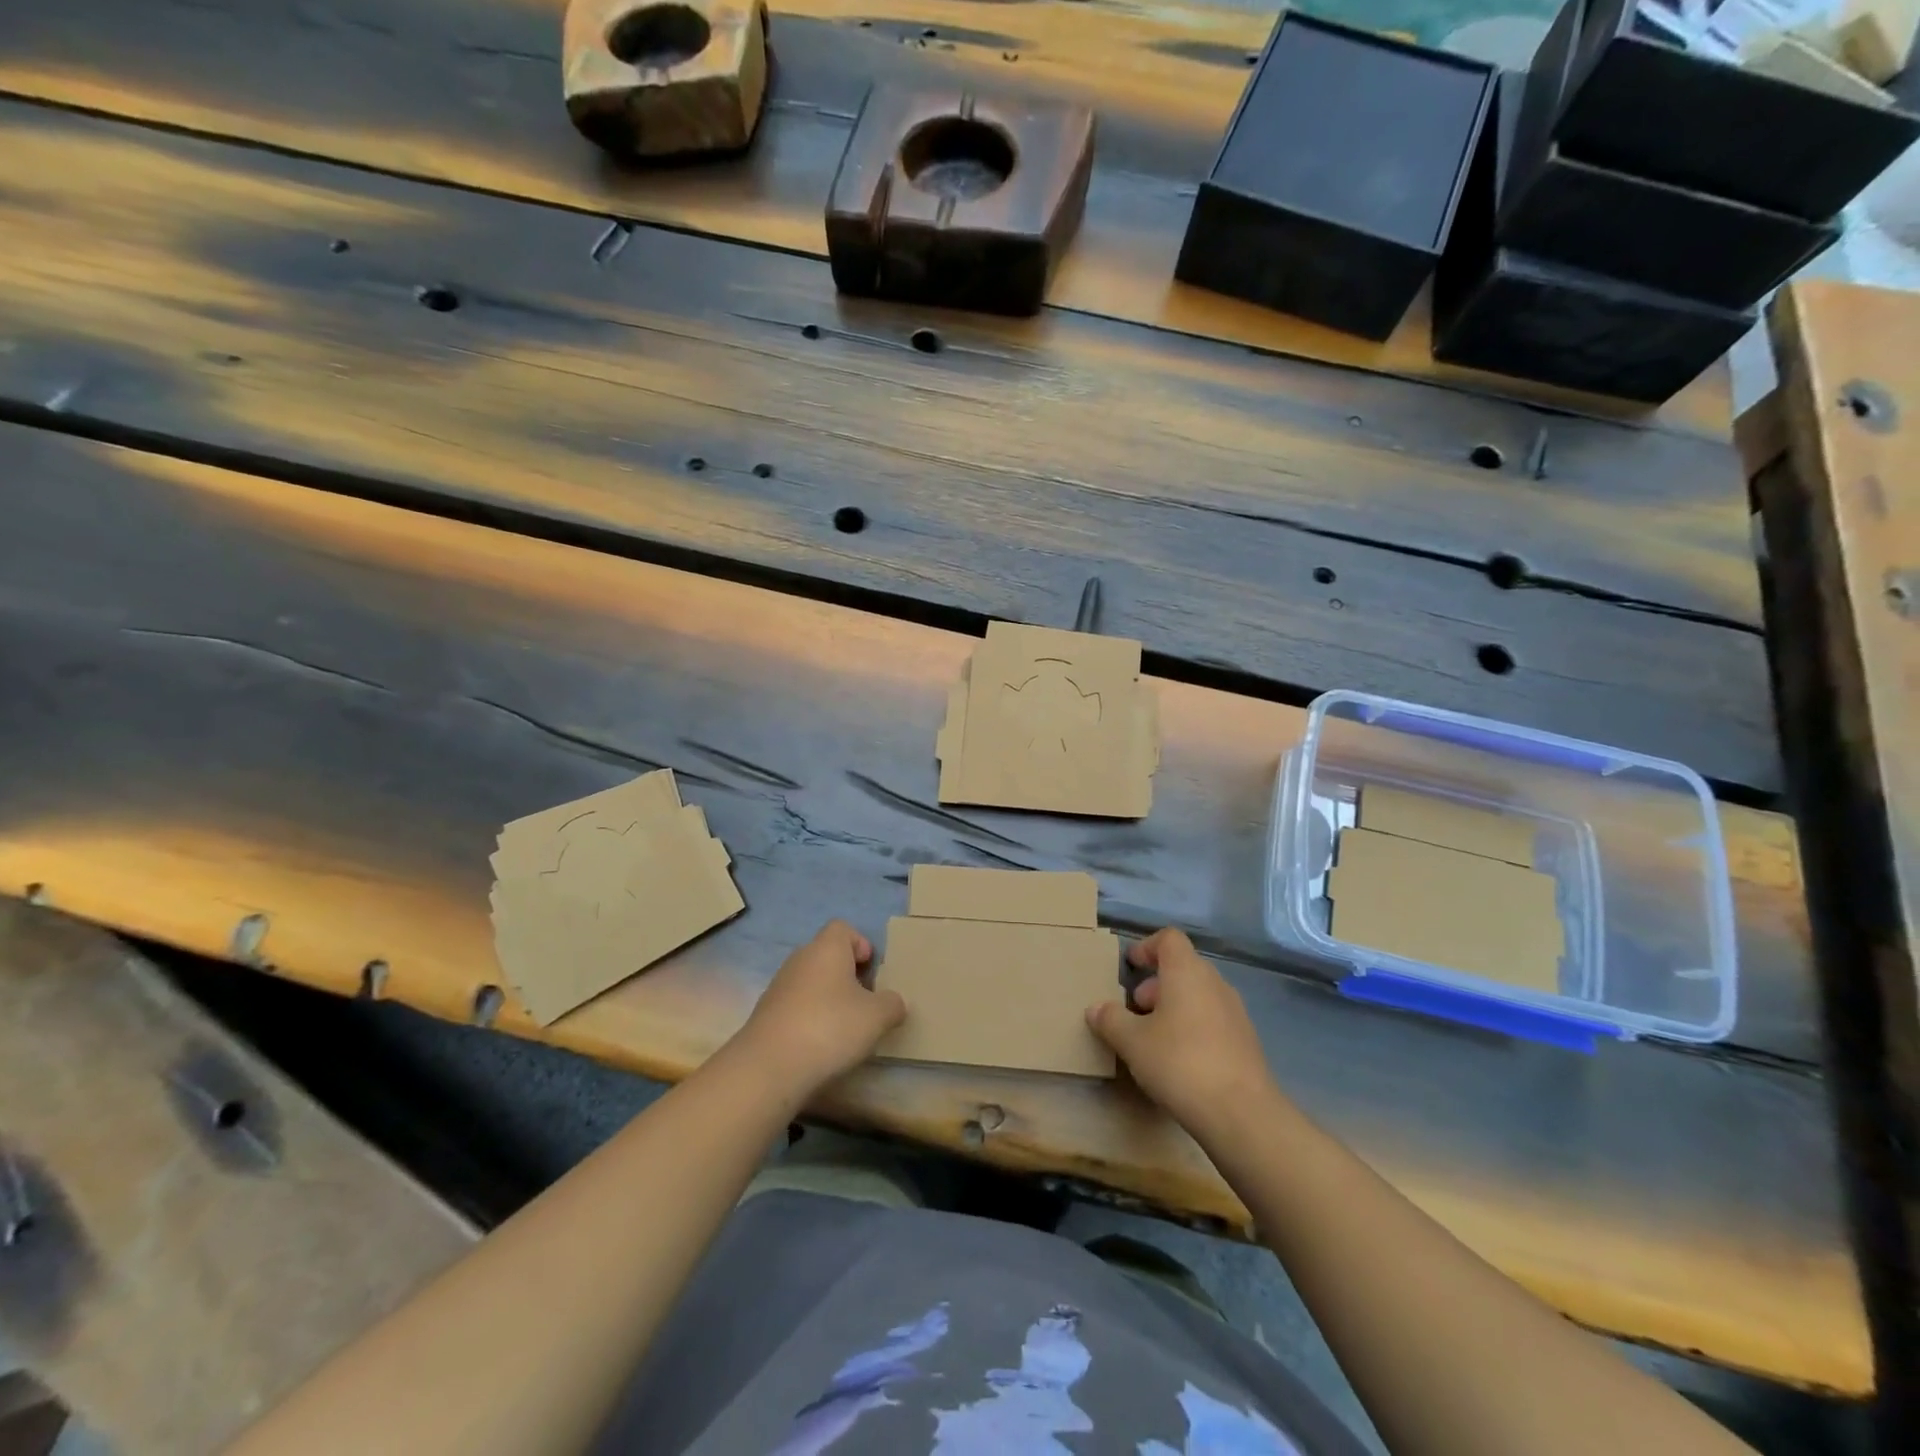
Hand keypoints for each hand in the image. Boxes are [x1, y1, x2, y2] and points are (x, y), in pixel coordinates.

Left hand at [731, 921, 906, 1102]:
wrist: (769, 1066)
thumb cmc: (830, 1027)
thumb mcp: (877, 1017)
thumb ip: (892, 1004)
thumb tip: (893, 1002)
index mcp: (827, 948)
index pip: (843, 928)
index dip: (860, 944)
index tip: (872, 970)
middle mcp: (800, 959)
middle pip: (826, 955)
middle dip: (847, 975)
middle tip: (865, 1001)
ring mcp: (778, 986)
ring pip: (810, 982)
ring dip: (828, 998)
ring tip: (844, 1028)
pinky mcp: (766, 1015)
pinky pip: (795, 1007)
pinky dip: (809, 1019)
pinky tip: (819, 1046)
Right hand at [1086, 928, 1276, 1135]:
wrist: (1243, 1114)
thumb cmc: (1180, 1063)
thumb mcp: (1132, 1042)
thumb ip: (1111, 1019)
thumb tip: (1096, 1008)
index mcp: (1187, 972)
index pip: (1169, 939)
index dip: (1147, 946)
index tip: (1130, 966)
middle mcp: (1214, 983)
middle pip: (1183, 967)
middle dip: (1156, 984)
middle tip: (1135, 1009)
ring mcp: (1235, 1012)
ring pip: (1198, 995)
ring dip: (1173, 1007)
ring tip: (1153, 1038)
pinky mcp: (1246, 1042)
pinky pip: (1212, 1020)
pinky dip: (1192, 1027)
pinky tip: (1179, 1061)